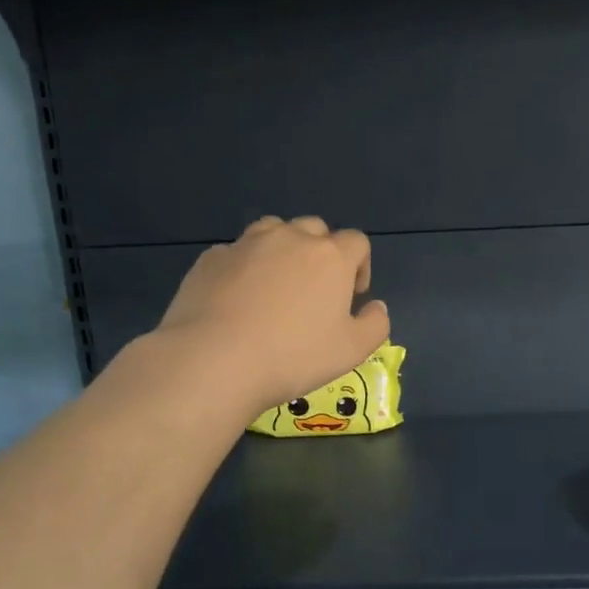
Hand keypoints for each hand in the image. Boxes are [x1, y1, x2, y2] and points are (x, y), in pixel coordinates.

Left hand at [157, 216, 390, 414]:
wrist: (215, 359)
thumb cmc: (294, 356)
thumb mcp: (352, 350)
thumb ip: (375, 324)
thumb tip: (376, 306)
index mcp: (330, 256)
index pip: (356, 241)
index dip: (360, 265)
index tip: (352, 295)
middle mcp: (290, 238)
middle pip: (315, 229)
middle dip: (322, 252)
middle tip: (316, 289)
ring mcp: (246, 244)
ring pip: (273, 231)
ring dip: (283, 250)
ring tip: (277, 285)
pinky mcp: (212, 258)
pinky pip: (237, 253)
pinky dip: (245, 267)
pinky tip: (239, 299)